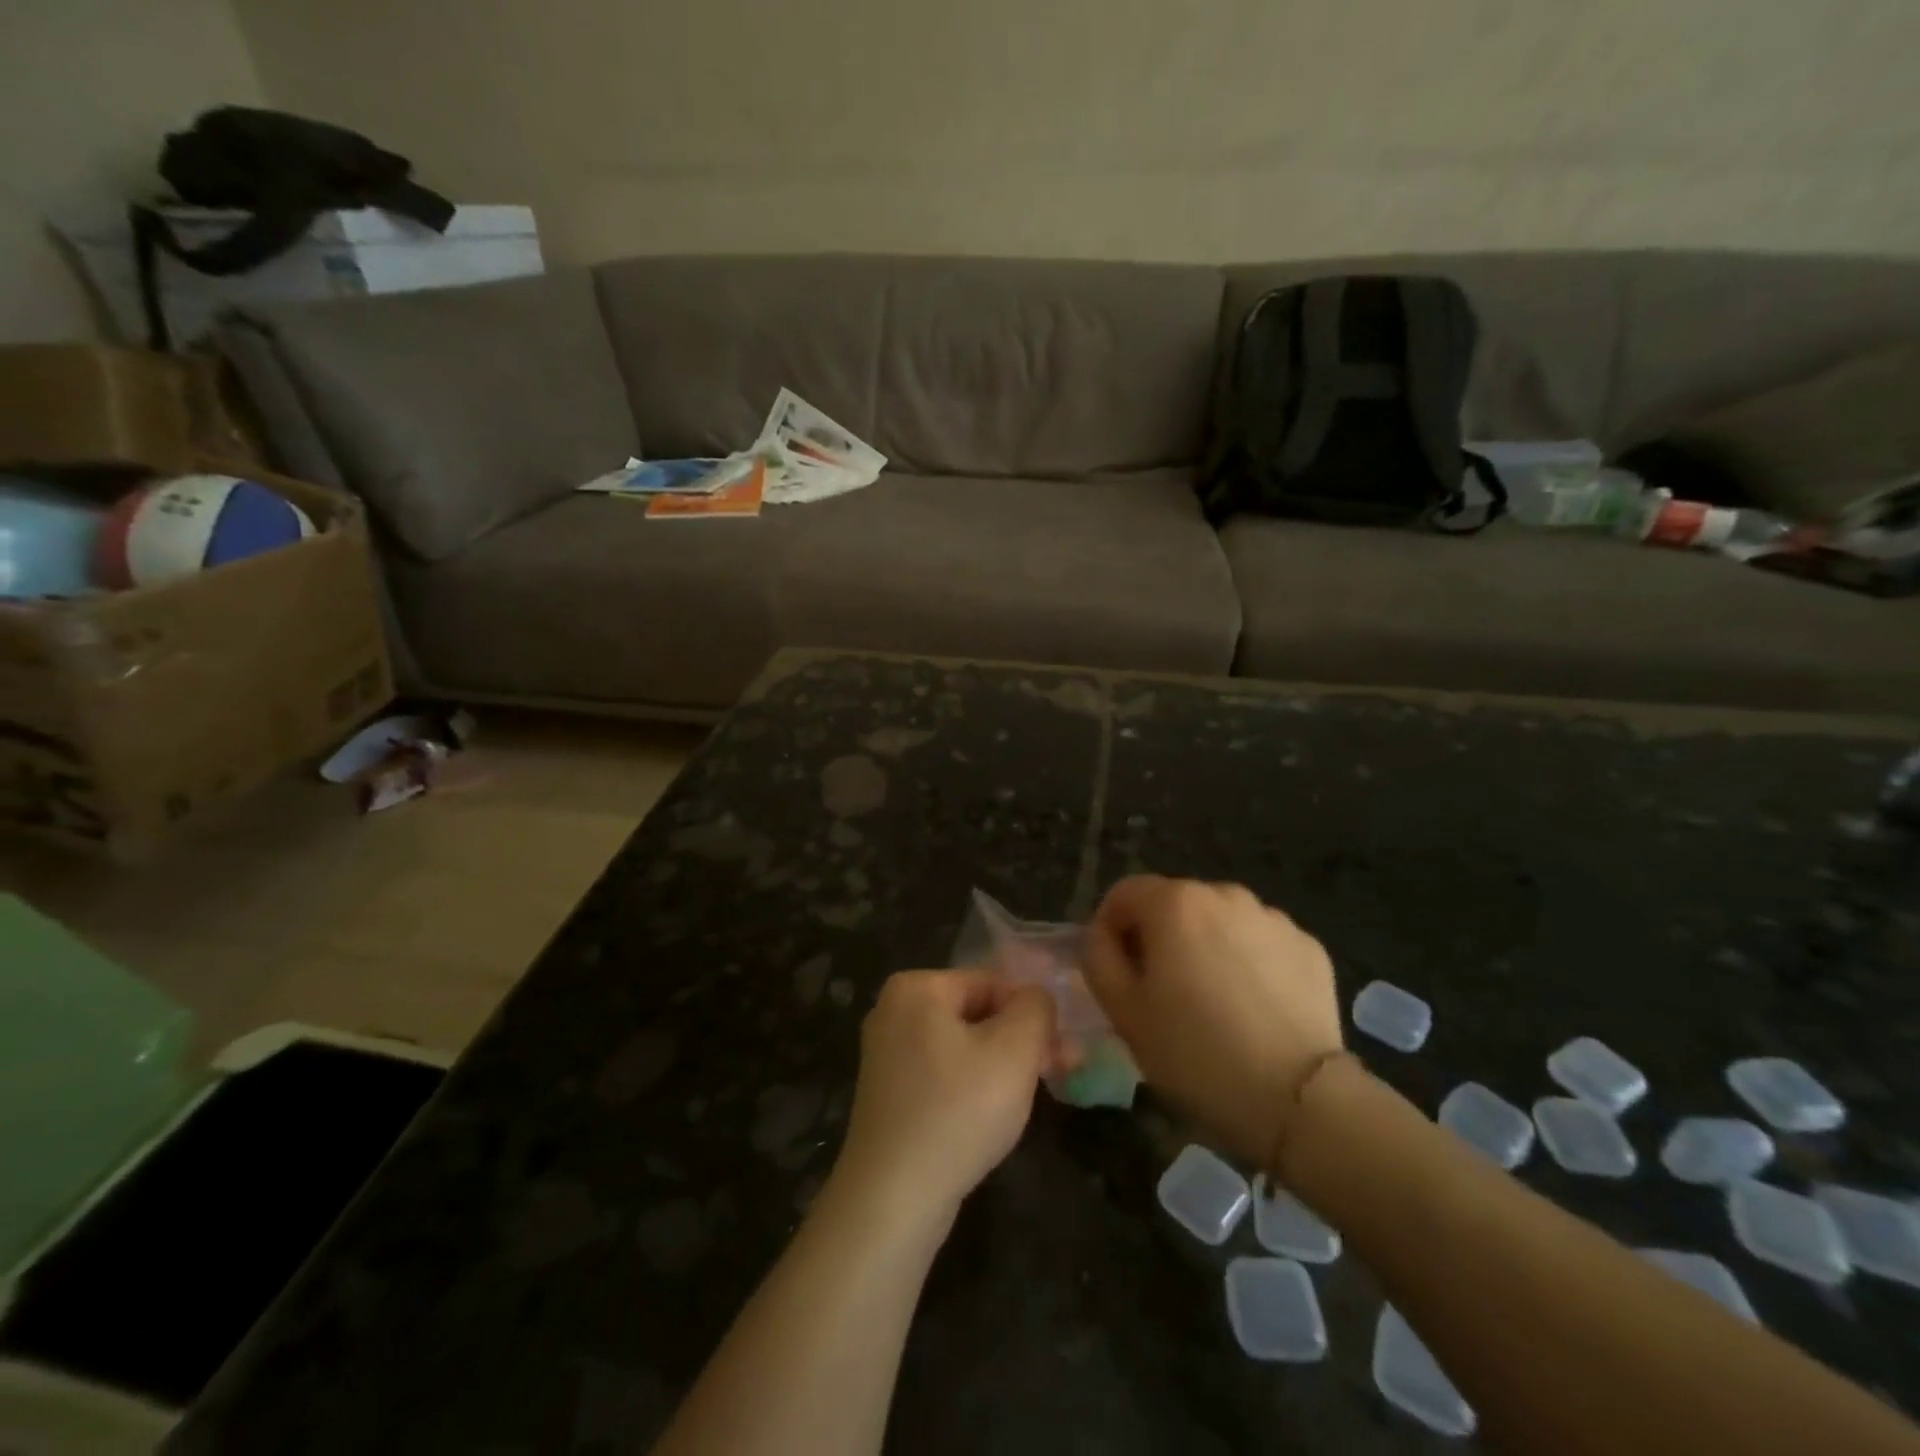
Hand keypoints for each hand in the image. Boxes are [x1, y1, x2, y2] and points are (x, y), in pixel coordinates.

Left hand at [832, 970, 1056, 1231]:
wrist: (892, 1199)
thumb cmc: (958, 1111)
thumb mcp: (1014, 1051)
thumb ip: (1035, 1009)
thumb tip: (1036, 998)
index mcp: (916, 987)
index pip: (992, 983)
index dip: (1030, 1015)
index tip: (1060, 1053)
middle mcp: (892, 1010)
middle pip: (976, 1013)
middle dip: (1018, 1041)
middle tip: (1053, 1075)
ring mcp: (884, 1053)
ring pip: (961, 1046)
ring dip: (999, 1067)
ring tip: (1024, 1101)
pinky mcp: (886, 1093)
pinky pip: (941, 1074)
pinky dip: (969, 1088)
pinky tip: (987, 1119)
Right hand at [1083, 876, 1343, 1166]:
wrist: (1298, 1100)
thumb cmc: (1194, 1053)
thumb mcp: (1122, 1010)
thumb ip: (1099, 957)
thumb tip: (1104, 935)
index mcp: (1175, 903)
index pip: (1124, 893)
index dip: (1110, 927)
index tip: (1116, 969)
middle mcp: (1225, 894)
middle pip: (1175, 904)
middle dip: (1160, 936)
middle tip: (1162, 991)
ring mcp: (1273, 918)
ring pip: (1220, 922)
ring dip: (1206, 946)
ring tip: (1212, 1002)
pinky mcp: (1309, 947)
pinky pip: (1261, 943)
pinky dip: (1249, 962)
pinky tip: (1254, 1009)